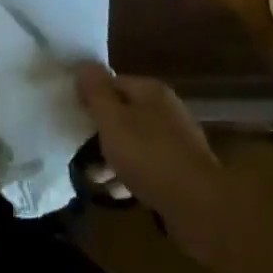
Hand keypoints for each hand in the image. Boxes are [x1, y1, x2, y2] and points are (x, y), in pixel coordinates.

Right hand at [75, 65, 272, 272]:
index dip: (91, 97)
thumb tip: (84, 65)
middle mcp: (166, 110)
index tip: (72, 117)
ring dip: (112, 159)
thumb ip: (96, 93)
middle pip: (123, 114)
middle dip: (100, 133)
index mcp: (151, 91)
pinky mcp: (180, 171)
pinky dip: (131, 177)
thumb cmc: (150, 157)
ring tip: (95, 179)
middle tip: (79, 152)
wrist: (200, 207)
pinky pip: (147, 167)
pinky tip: (118, 194)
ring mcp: (176, 142)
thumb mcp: (113, 122)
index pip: (113, 83)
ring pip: (134, 143)